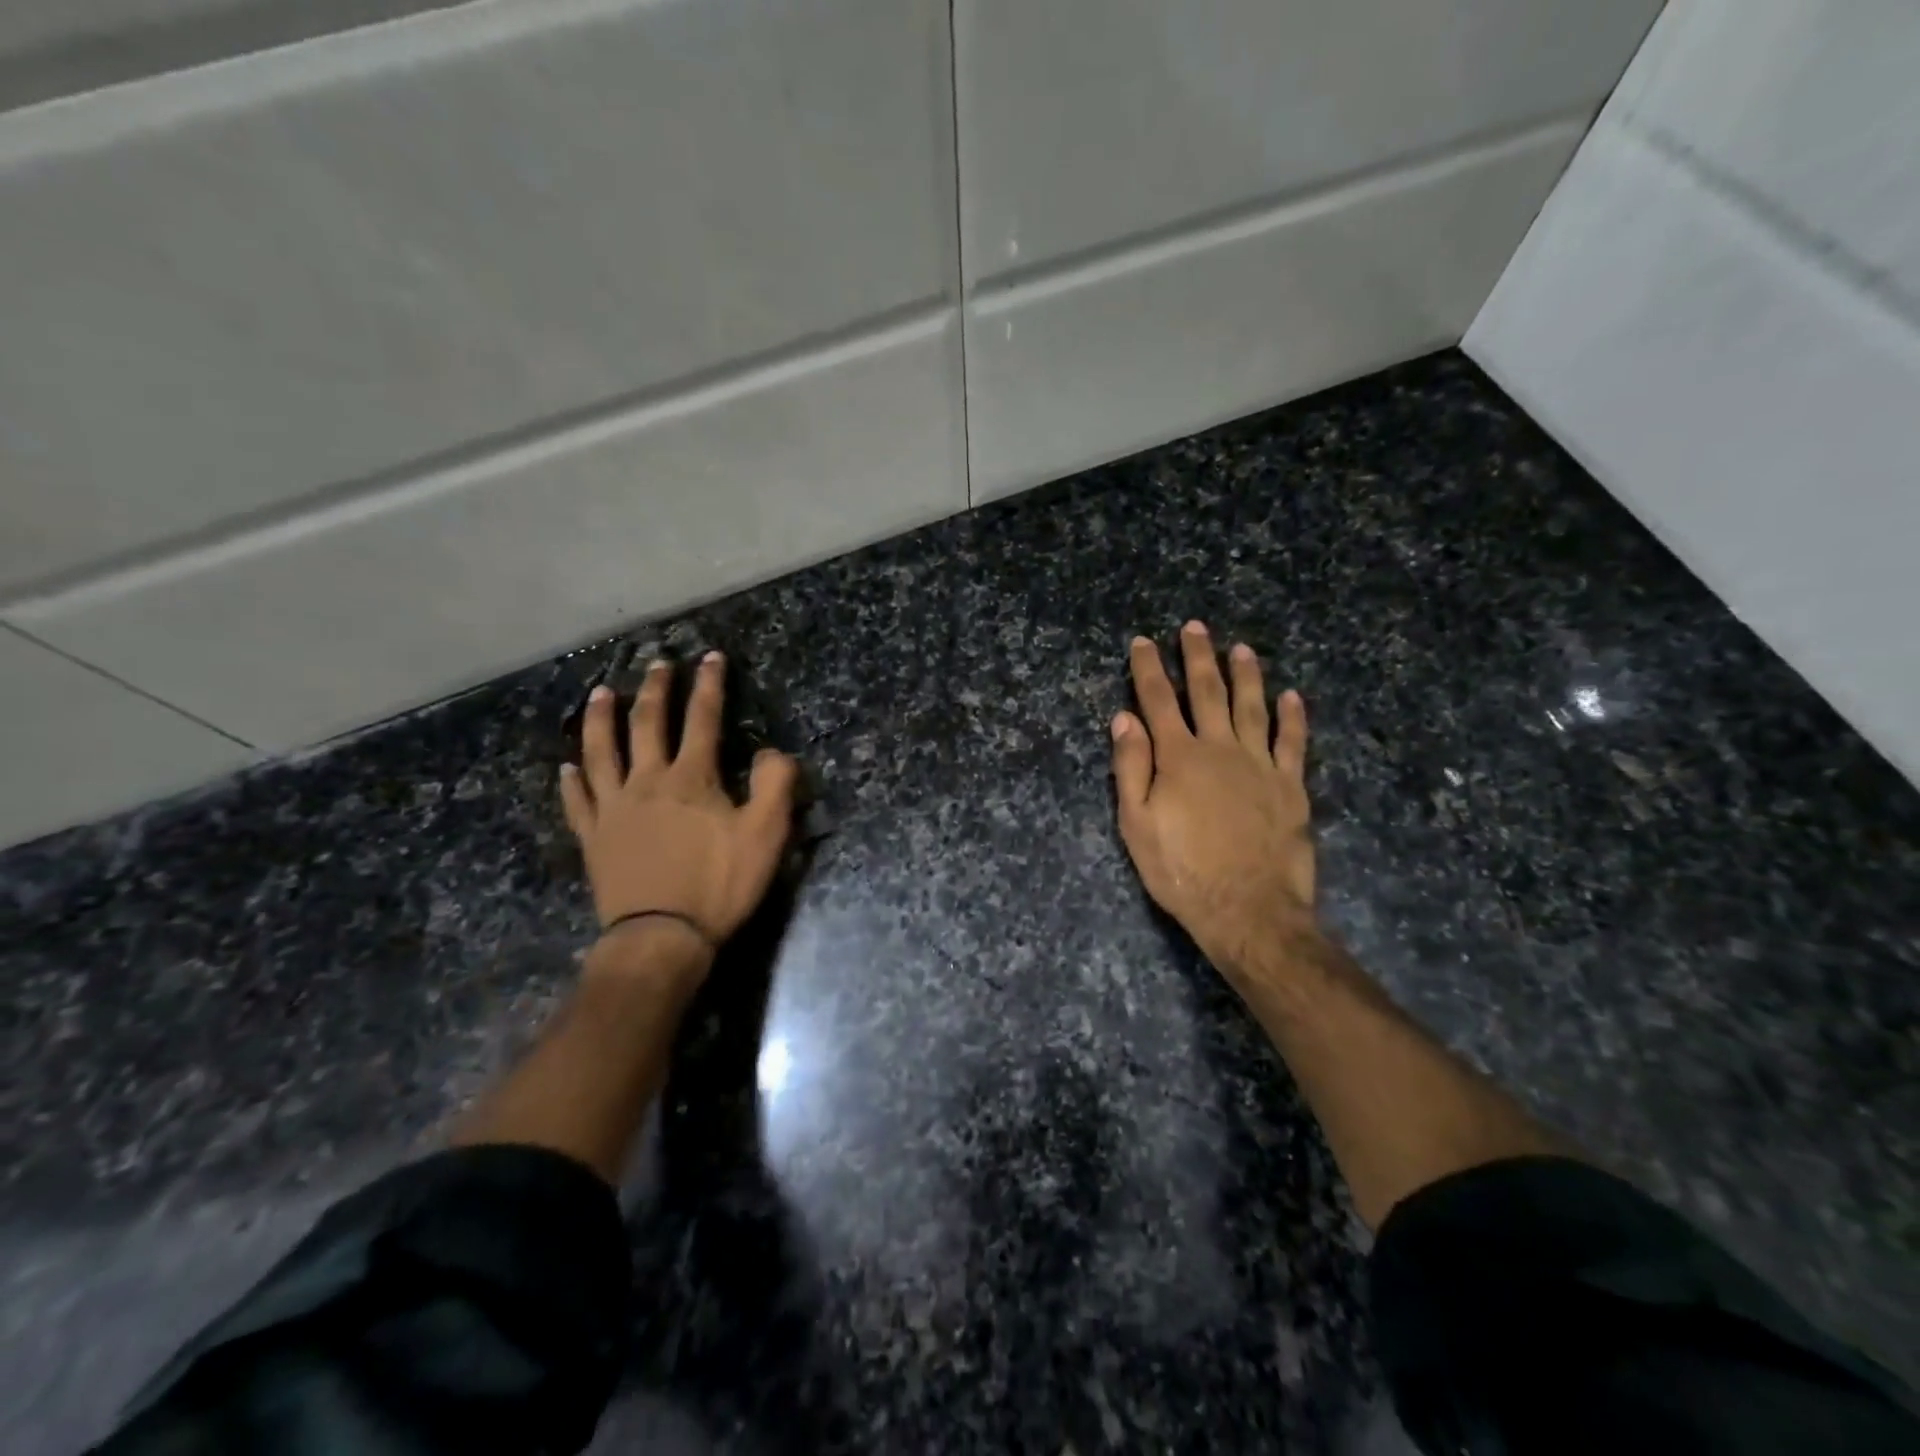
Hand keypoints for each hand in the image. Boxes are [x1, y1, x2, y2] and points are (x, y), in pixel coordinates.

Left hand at [560, 652, 798, 949]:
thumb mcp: (766, 834)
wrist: (662, 937)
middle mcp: (648, 781)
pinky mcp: (594, 837)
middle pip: (648, 724)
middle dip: (656, 690)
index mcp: (692, 777)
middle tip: (657, 664)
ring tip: (602, 692)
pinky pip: (579, 801)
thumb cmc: (719, 884)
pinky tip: (566, 767)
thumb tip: (772, 752)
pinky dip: (572, 781)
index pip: (702, 718)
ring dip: (602, 718)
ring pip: (602, 751)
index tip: (711, 657)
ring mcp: (614, 808)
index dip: (709, 685)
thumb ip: (775, 785)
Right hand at [1111, 623, 1314, 980]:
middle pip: (1207, 692)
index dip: (1148, 670)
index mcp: (1178, 757)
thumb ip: (1131, 767)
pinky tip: (1292, 696)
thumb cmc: (1182, 871)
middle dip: (1197, 657)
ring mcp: (1260, 764)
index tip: (1142, 642)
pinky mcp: (1291, 785)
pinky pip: (1294, 741)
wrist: (1248, 910)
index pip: (1158, 701)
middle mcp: (1220, 748)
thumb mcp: (1137, 824)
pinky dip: (1293, 717)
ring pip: (1253, 707)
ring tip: (1241, 648)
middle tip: (1195, 627)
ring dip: (1246, 675)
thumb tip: (1124, 717)